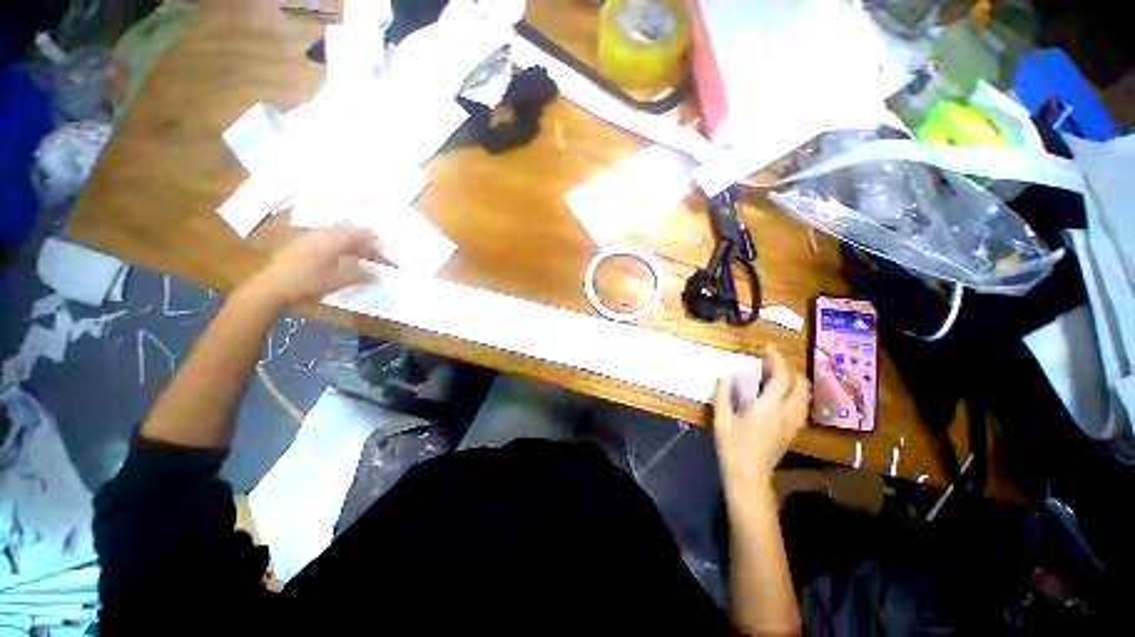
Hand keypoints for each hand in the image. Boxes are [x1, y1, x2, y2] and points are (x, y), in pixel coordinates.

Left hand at [243, 226, 383, 310]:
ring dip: (352, 246)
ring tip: (360, 260)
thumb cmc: (307, 282)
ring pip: (338, 236)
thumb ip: (361, 275)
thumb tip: (379, 275)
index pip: (362, 233)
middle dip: (365, 244)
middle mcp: (322, 233)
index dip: (376, 243)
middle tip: (374, 258)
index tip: (385, 255)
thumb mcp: (338, 281)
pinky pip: (327, 240)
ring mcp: (309, 237)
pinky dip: (339, 248)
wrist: (270, 287)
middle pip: (350, 233)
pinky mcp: (301, 244)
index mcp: (334, 238)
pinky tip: (340, 260)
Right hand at [712, 348, 809, 490]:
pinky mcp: (793, 431)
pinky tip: (782, 395)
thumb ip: (723, 394)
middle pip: (800, 384)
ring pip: (805, 396)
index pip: (781, 377)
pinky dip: (796, 393)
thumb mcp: (722, 419)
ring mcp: (793, 423)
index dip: (777, 360)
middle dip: (789, 368)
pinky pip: (802, 406)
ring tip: (778, 376)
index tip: (768, 349)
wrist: (749, 476)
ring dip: (795, 381)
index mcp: (768, 407)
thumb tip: (725, 376)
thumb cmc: (733, 446)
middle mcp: (786, 412)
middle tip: (772, 363)